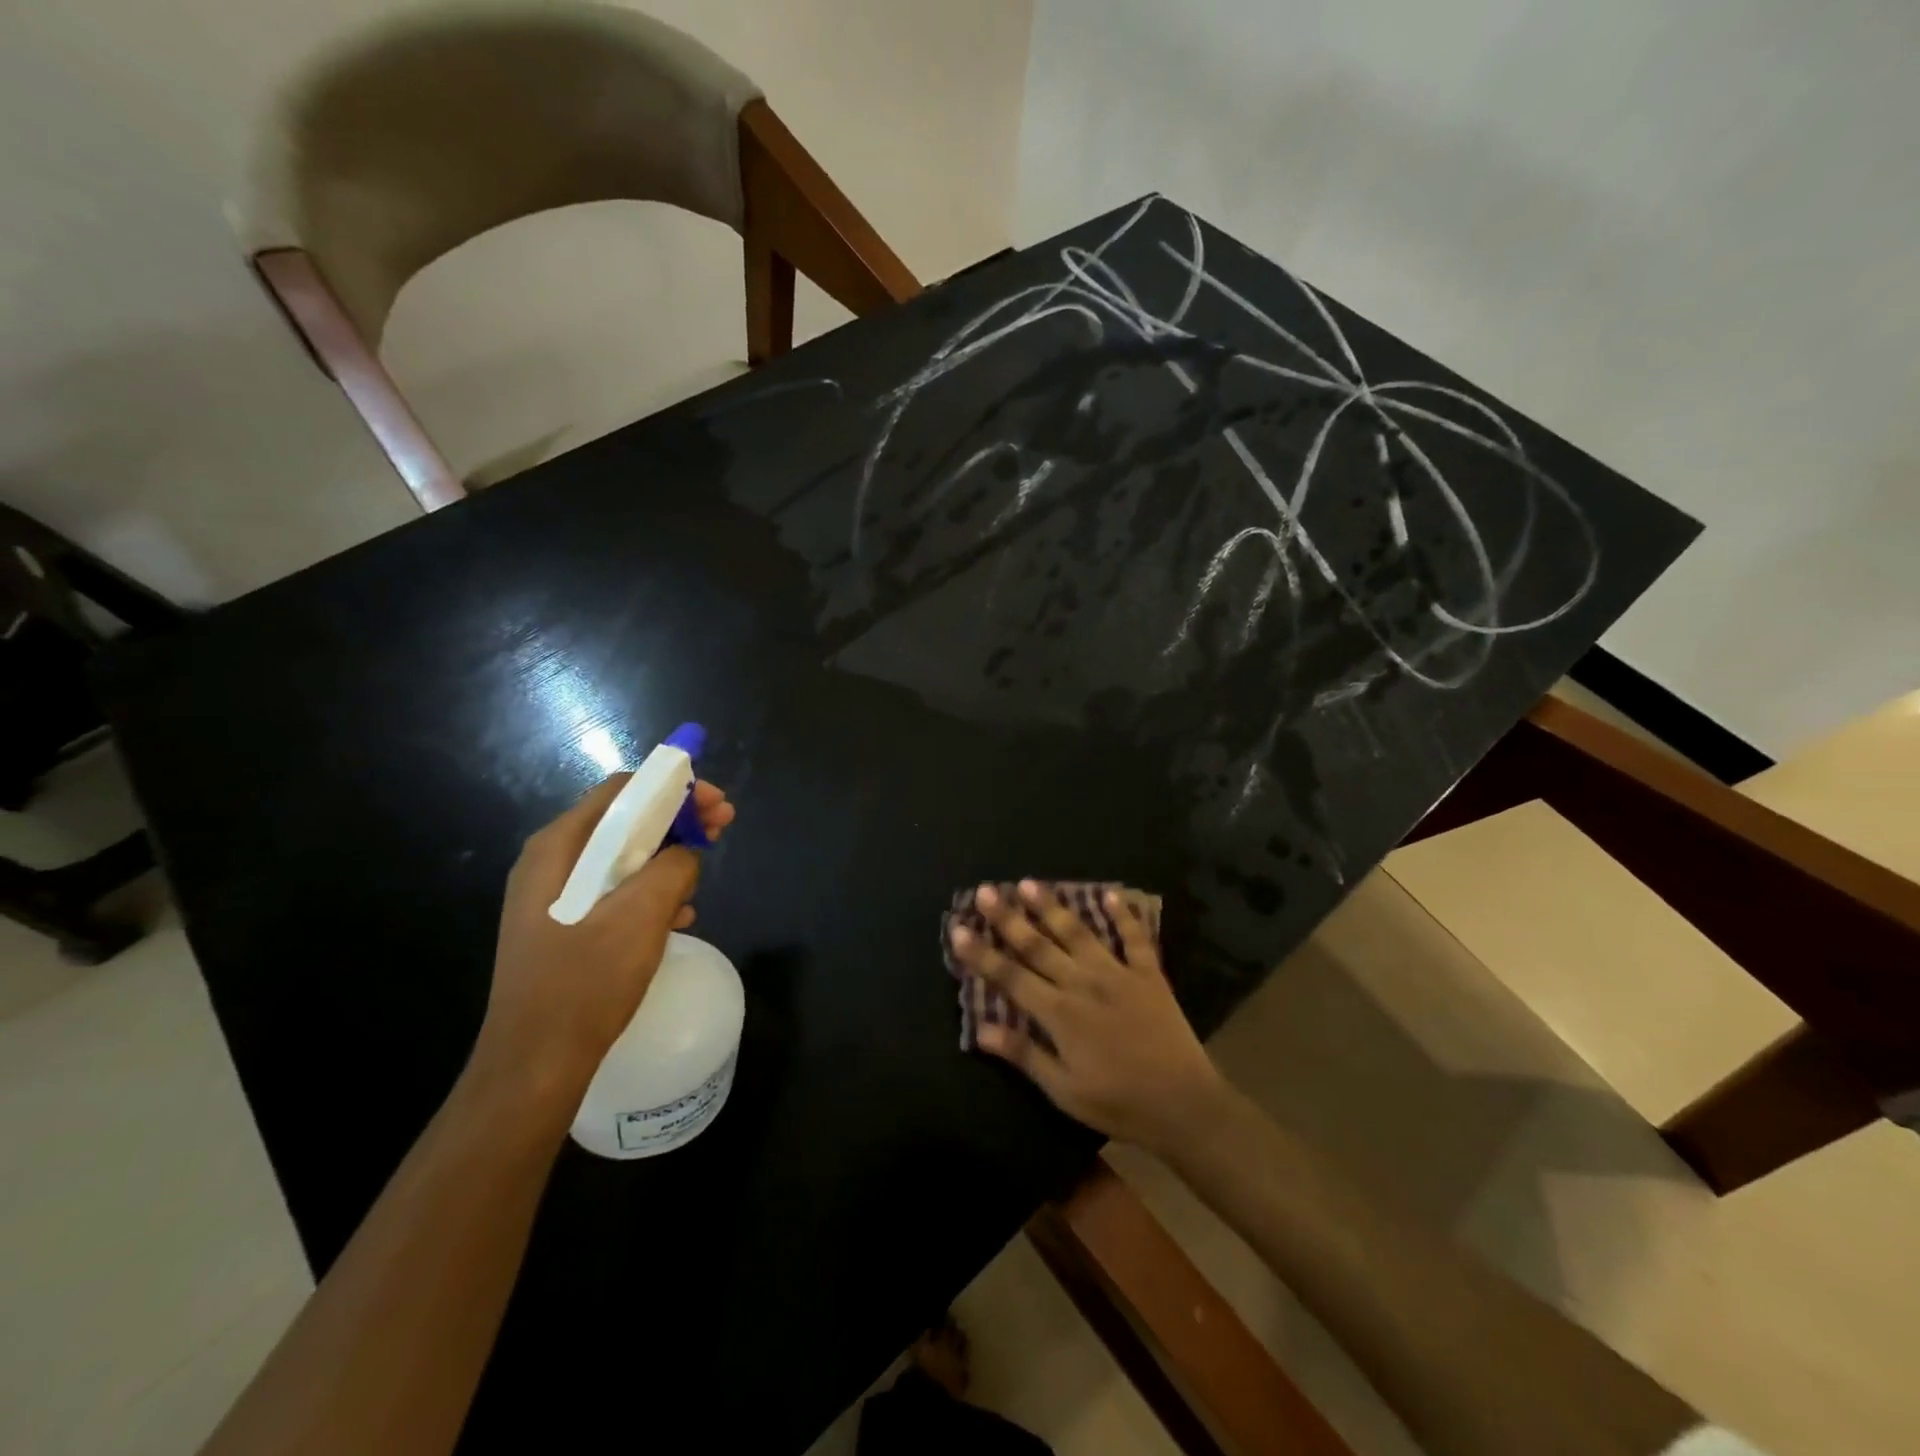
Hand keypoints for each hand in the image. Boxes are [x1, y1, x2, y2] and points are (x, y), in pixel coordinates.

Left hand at [476, 775, 735, 1093]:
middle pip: (623, 820)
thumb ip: (672, 869)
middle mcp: (551, 863)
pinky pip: (616, 891)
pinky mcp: (565, 927)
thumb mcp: (640, 918)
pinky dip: (651, 891)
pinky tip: (680, 915)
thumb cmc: (584, 985)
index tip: (715, 803)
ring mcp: (555, 897)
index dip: (673, 787)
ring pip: (623, 857)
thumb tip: (686, 852)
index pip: (621, 791)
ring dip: (668, 856)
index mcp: (557, 849)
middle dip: (677, 819)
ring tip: (704, 873)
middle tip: (722, 828)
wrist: (534, 1066)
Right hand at [949, 880, 1227, 1153]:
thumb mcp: (1064, 1090)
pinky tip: (1112, 893)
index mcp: (1059, 1013)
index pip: (1010, 977)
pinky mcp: (1149, 975)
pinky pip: (1135, 938)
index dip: (981, 954)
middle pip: (1038, 945)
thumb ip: (1023, 1054)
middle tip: (986, 891)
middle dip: (1008, 918)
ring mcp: (1118, 974)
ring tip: (1029, 883)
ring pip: (1078, 933)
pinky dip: (1124, 915)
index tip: (958, 928)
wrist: (1183, 1104)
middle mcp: (1083, 983)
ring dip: (1052, 907)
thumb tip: (980, 1028)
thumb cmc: (1118, 1103)